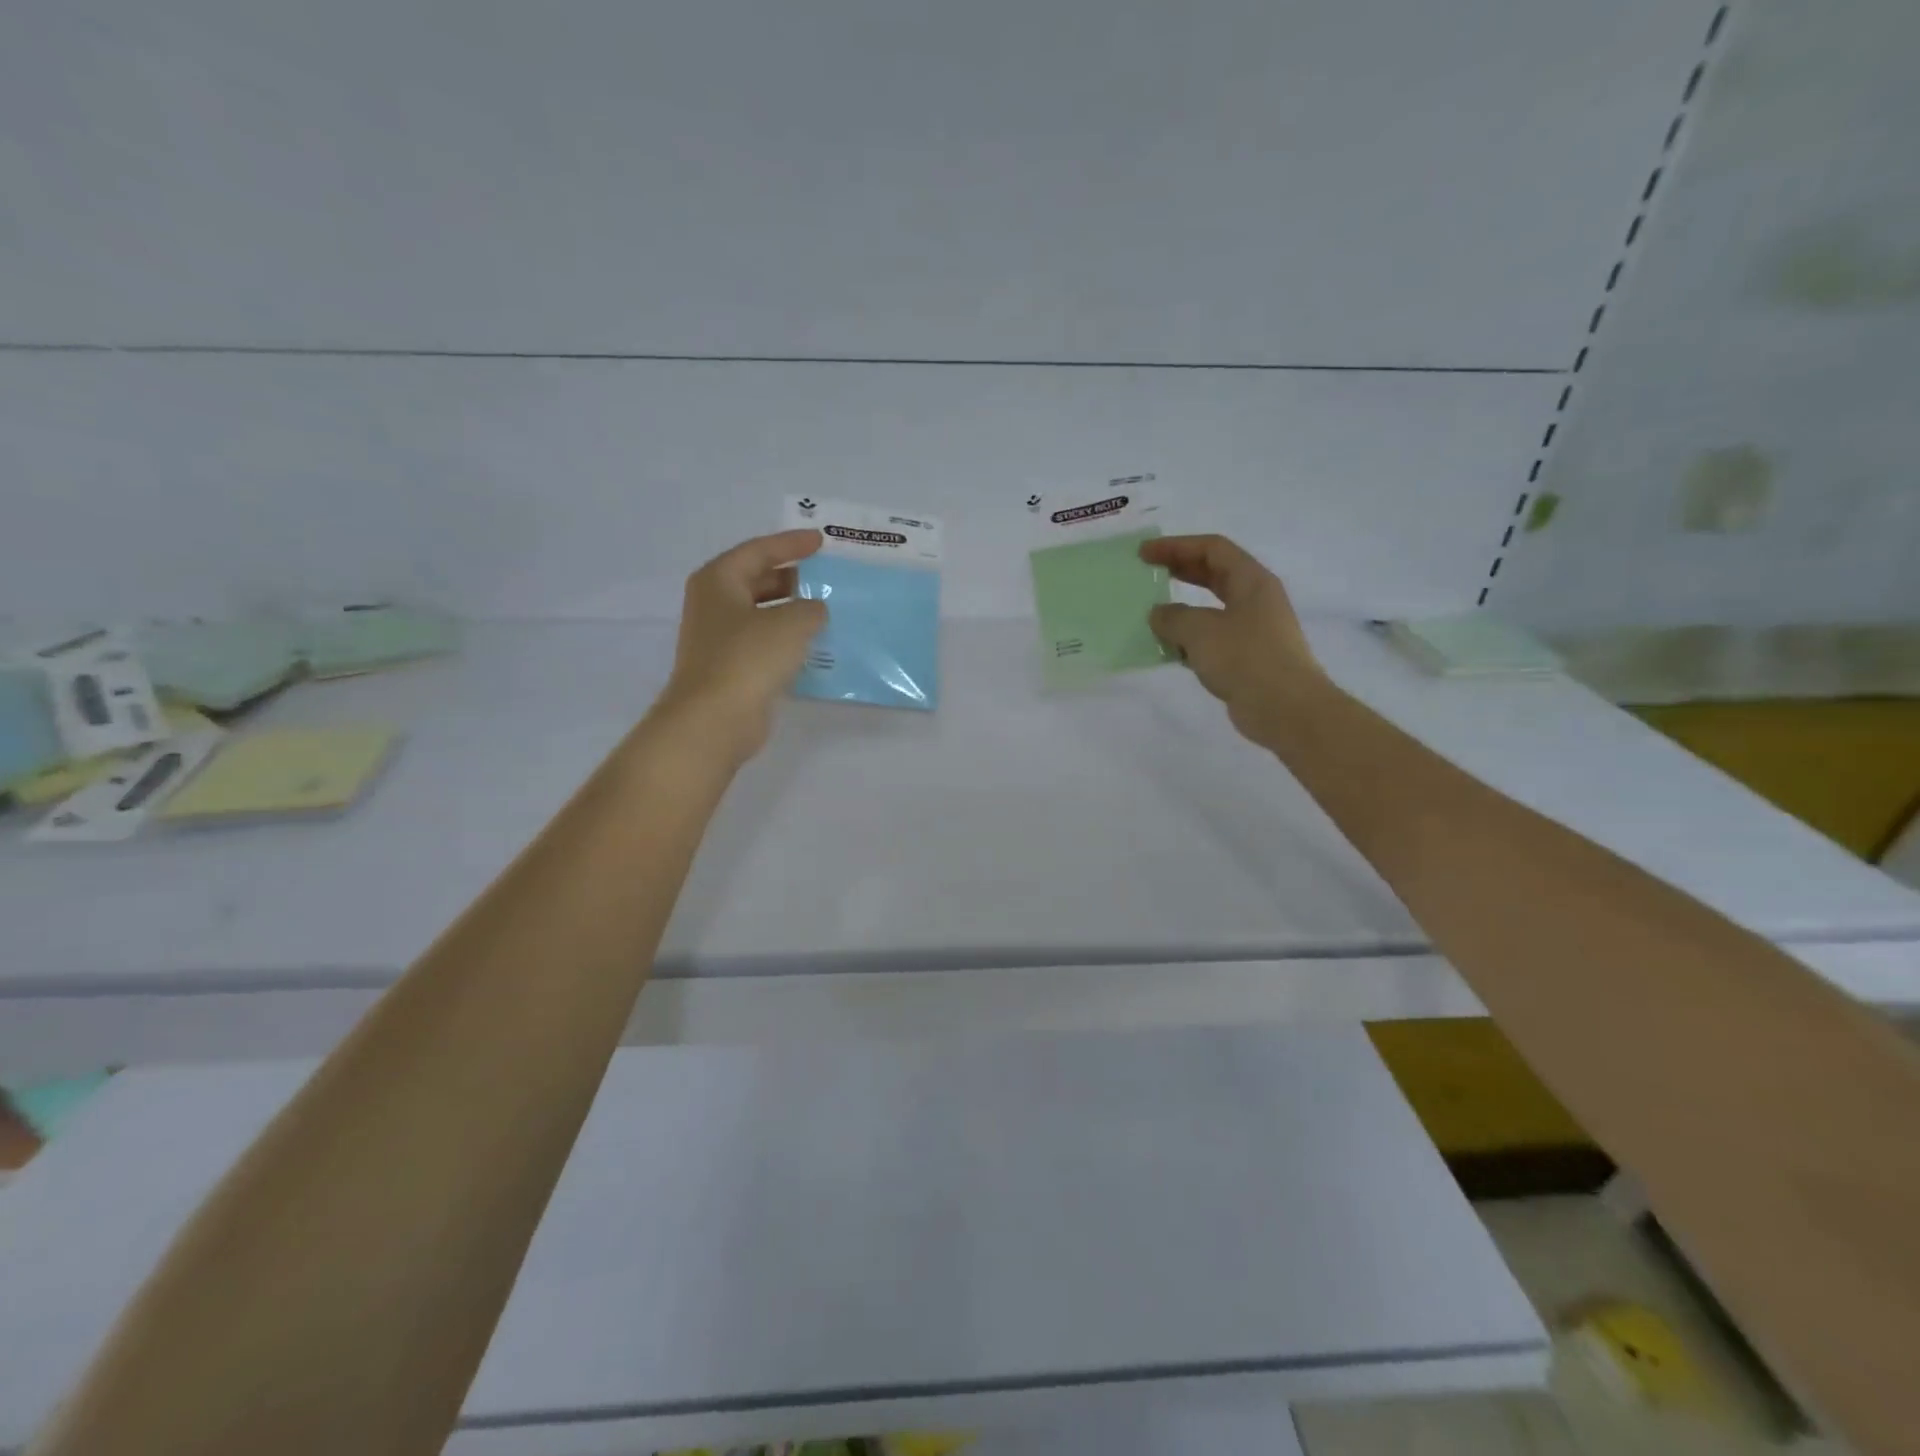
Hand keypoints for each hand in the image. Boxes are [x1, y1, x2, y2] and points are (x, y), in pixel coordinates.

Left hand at [654, 529, 827, 763]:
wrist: (715, 719)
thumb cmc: (748, 658)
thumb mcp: (791, 623)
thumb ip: (811, 607)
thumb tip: (814, 610)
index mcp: (719, 580)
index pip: (759, 550)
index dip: (791, 543)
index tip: (821, 541)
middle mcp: (714, 604)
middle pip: (757, 579)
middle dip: (791, 576)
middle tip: (825, 575)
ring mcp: (719, 638)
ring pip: (761, 613)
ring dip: (791, 610)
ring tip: (826, 608)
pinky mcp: (731, 668)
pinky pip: (763, 643)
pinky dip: (787, 639)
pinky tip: (813, 644)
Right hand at [1142, 534, 1323, 744]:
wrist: (1285, 708)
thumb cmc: (1245, 658)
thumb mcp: (1200, 631)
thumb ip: (1172, 617)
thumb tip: (1158, 614)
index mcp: (1251, 581)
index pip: (1212, 549)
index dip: (1176, 546)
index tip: (1144, 554)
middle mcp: (1255, 600)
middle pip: (1214, 574)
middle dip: (1180, 570)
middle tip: (1147, 573)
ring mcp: (1253, 630)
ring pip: (1212, 609)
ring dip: (1182, 609)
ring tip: (1152, 614)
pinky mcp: (1247, 658)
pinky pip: (1212, 639)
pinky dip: (1189, 640)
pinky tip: (1168, 650)